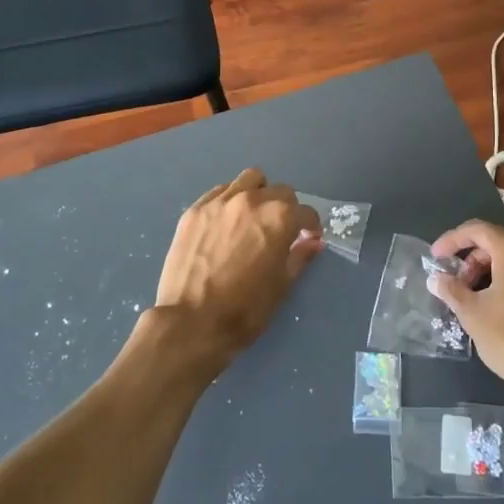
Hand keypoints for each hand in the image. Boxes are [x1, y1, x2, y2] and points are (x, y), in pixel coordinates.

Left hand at [150, 168, 321, 377]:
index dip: (310, 226)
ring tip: (252, 217)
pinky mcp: (195, 209)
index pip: (305, 212)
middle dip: (286, 209)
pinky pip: (220, 191)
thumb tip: (314, 242)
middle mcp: (252, 200)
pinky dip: (230, 200)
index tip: (307, 237)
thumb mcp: (281, 286)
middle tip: (279, 230)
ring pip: (249, 180)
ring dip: (258, 194)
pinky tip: (226, 222)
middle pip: (280, 191)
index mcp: (279, 218)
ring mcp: (220, 201)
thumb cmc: (244, 310)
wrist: (190, 323)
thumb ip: (300, 257)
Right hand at [427, 220, 503, 408]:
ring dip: (497, 275)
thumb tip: (436, 278)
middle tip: (460, 286)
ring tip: (483, 302)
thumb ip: (452, 291)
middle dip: (474, 261)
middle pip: (500, 244)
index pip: (477, 229)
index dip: (452, 240)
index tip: (436, 257)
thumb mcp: (474, 316)